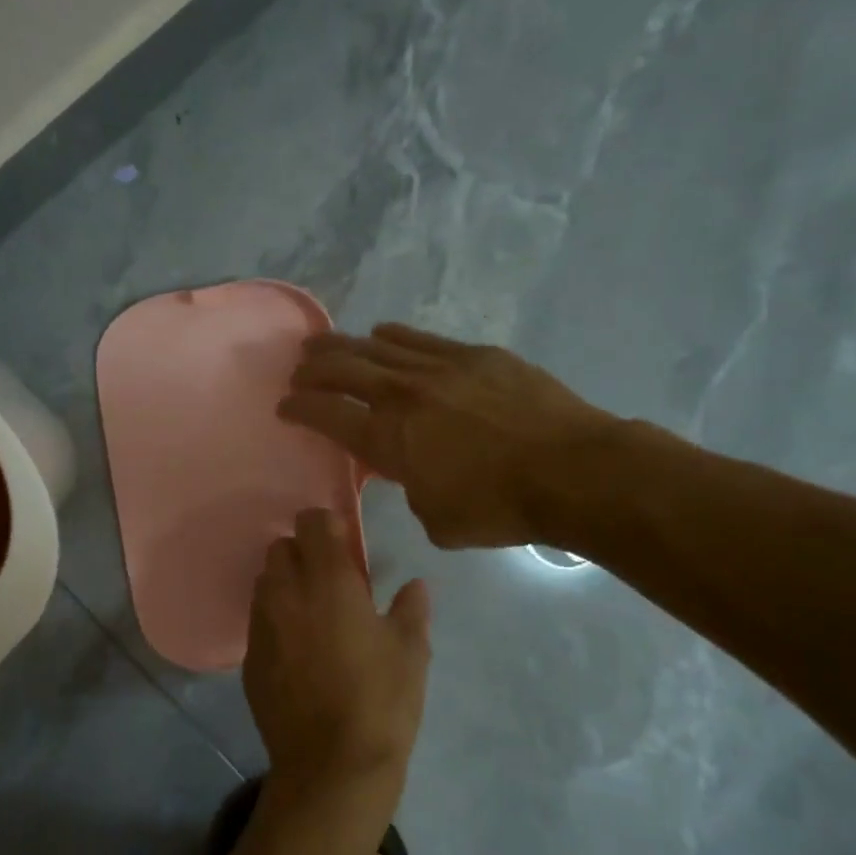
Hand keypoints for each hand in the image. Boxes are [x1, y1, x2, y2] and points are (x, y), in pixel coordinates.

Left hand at [243, 509, 430, 812]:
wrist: (332, 767)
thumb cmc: (381, 702)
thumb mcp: (410, 653)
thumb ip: (410, 610)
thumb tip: (415, 586)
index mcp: (328, 582)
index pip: (312, 523)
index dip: (327, 526)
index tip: (345, 544)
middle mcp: (286, 594)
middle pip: (279, 548)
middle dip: (302, 553)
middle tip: (330, 580)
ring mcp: (262, 626)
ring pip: (265, 583)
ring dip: (286, 584)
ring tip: (313, 613)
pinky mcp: (249, 658)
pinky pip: (258, 621)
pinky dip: (275, 620)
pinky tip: (298, 650)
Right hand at [280, 323, 618, 550]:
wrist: (571, 470)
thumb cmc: (500, 507)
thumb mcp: (437, 519)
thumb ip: (411, 490)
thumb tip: (413, 472)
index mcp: (388, 439)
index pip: (326, 415)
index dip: (298, 408)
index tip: (283, 406)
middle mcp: (403, 395)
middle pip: (343, 370)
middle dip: (312, 368)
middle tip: (297, 368)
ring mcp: (439, 368)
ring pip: (377, 347)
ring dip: (344, 345)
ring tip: (324, 343)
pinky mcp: (475, 355)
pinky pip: (420, 339)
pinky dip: (394, 337)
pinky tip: (382, 334)